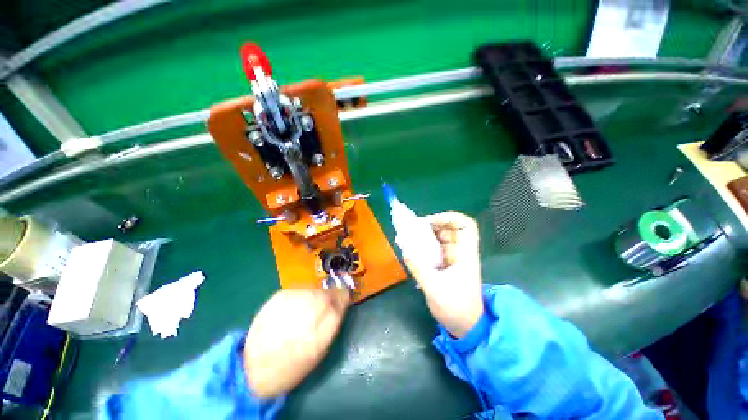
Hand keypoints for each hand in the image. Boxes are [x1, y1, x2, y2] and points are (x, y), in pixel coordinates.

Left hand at [243, 289, 349, 397]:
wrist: (254, 368)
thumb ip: (332, 325)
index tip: (344, 298)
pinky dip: (303, 296)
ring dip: (316, 296)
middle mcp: (308, 311)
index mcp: (321, 330)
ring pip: (314, 290)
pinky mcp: (279, 295)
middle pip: (327, 294)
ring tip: (309, 307)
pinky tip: (297, 306)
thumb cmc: (292, 367)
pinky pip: (300, 290)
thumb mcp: (319, 352)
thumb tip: (340, 304)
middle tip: (327, 303)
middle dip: (330, 297)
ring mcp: (292, 301)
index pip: (339, 302)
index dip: (343, 299)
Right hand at [403, 211, 483, 337]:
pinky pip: (432, 247)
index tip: (429, 222)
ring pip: (439, 236)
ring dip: (424, 234)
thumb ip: (418, 267)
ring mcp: (451, 257)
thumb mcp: (434, 288)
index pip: (465, 225)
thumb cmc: (455, 308)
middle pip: (448, 227)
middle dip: (430, 224)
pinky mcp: (444, 263)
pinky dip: (422, 244)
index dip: (449, 217)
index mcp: (465, 254)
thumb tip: (404, 249)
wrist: (464, 325)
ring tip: (408, 236)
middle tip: (412, 228)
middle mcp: (459, 251)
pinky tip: (410, 248)